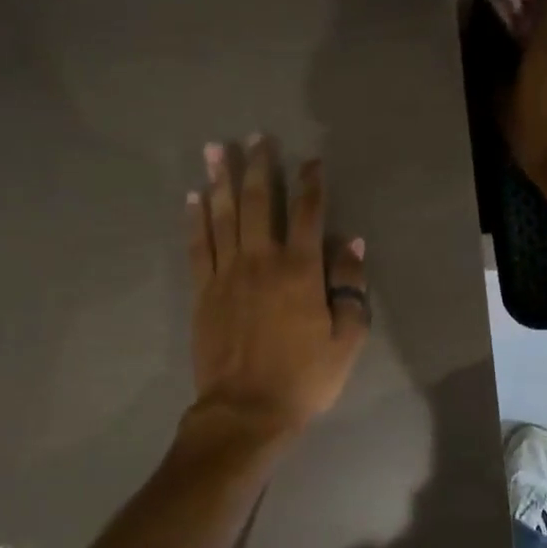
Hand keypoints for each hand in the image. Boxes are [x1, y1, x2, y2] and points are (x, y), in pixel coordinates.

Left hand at [184, 137, 368, 443]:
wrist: (246, 410)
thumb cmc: (304, 378)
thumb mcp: (346, 338)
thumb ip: (350, 286)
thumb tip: (353, 243)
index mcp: (300, 270)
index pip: (309, 213)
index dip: (311, 183)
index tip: (311, 161)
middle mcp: (261, 261)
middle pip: (260, 202)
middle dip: (259, 166)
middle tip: (256, 137)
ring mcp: (226, 274)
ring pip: (223, 216)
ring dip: (220, 180)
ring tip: (215, 149)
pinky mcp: (202, 291)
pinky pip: (198, 246)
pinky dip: (195, 219)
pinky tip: (193, 198)